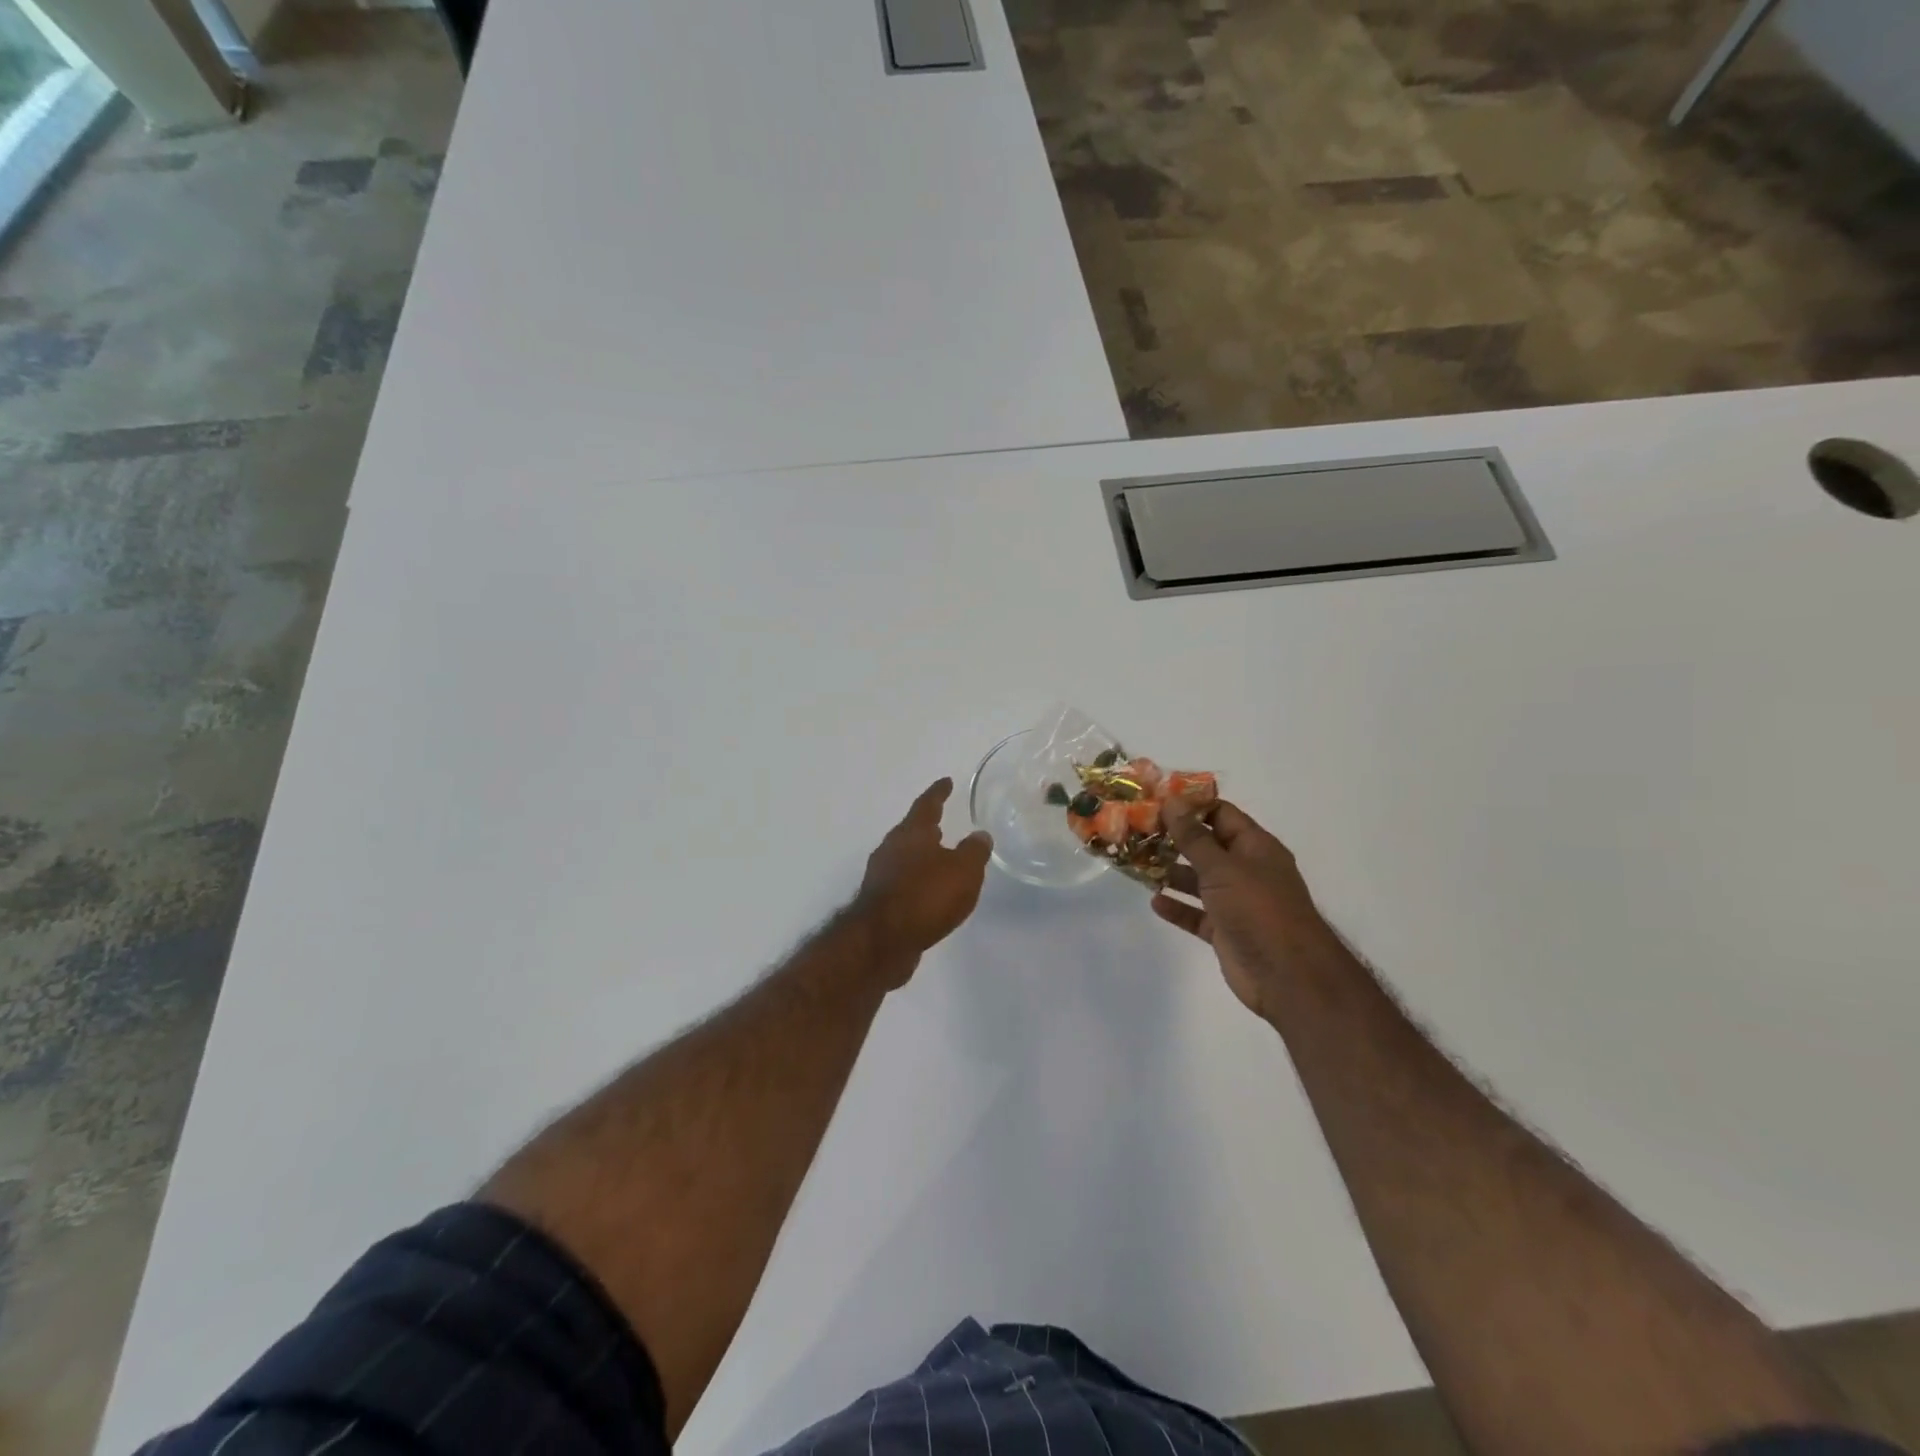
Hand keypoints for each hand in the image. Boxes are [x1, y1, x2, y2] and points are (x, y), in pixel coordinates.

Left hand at [855, 779, 992, 975]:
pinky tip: (928, 893)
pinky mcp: (878, 902)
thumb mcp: (963, 871)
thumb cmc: (926, 896)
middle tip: (941, 822)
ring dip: (920, 856)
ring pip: (904, 858)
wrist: (882, 941)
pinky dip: (916, 882)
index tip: (946, 782)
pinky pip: (902, 883)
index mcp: (911, 833)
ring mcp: (881, 876)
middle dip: (926, 827)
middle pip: (910, 831)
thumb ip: (974, 851)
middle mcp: (891, 848)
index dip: (938, 793)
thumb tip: (979, 835)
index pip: (926, 804)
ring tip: (939, 860)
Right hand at [1152, 798, 1336, 1016]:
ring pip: (1199, 880)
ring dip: (1171, 873)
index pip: (1220, 814)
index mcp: (1255, 847)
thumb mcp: (1222, 867)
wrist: (1288, 976)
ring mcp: (1237, 902)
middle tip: (1137, 831)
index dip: (1190, 805)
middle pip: (1206, 846)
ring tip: (1136, 864)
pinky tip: (1154, 901)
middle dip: (1174, 839)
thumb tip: (1172, 801)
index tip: (1155, 800)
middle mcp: (1247, 870)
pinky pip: (1196, 913)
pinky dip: (1177, 907)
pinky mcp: (1226, 931)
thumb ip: (1194, 837)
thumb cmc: (1258, 909)